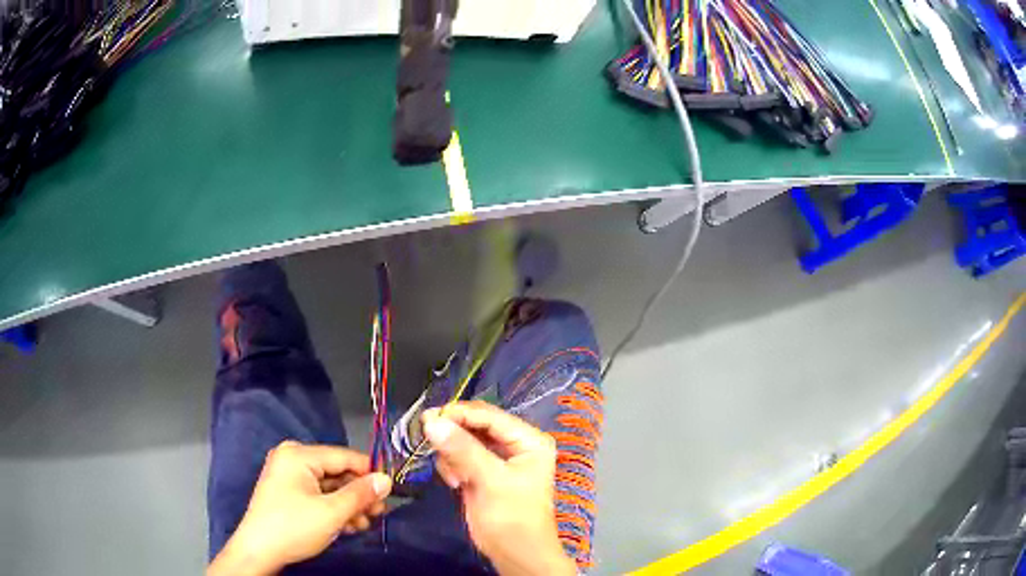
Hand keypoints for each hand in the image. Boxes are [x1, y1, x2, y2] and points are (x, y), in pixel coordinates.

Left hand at [208, 441, 391, 575]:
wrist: (259, 551)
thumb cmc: (294, 527)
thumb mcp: (332, 512)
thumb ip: (361, 494)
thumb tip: (387, 480)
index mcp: (299, 454)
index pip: (344, 456)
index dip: (370, 473)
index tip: (391, 491)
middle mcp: (292, 458)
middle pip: (337, 473)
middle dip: (359, 495)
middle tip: (380, 514)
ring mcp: (288, 476)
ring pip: (330, 487)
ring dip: (349, 505)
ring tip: (364, 525)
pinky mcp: (288, 492)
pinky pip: (318, 494)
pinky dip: (334, 509)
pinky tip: (348, 525)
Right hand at [423, 401, 575, 575]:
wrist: (515, 555)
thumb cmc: (513, 517)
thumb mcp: (492, 481)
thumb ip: (463, 450)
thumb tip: (432, 421)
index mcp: (528, 440)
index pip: (489, 416)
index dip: (459, 414)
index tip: (428, 418)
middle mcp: (514, 445)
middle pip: (475, 425)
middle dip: (453, 434)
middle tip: (427, 438)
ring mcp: (496, 459)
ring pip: (463, 440)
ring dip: (452, 454)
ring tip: (456, 477)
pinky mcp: (481, 473)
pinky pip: (458, 457)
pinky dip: (451, 466)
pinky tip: (456, 483)